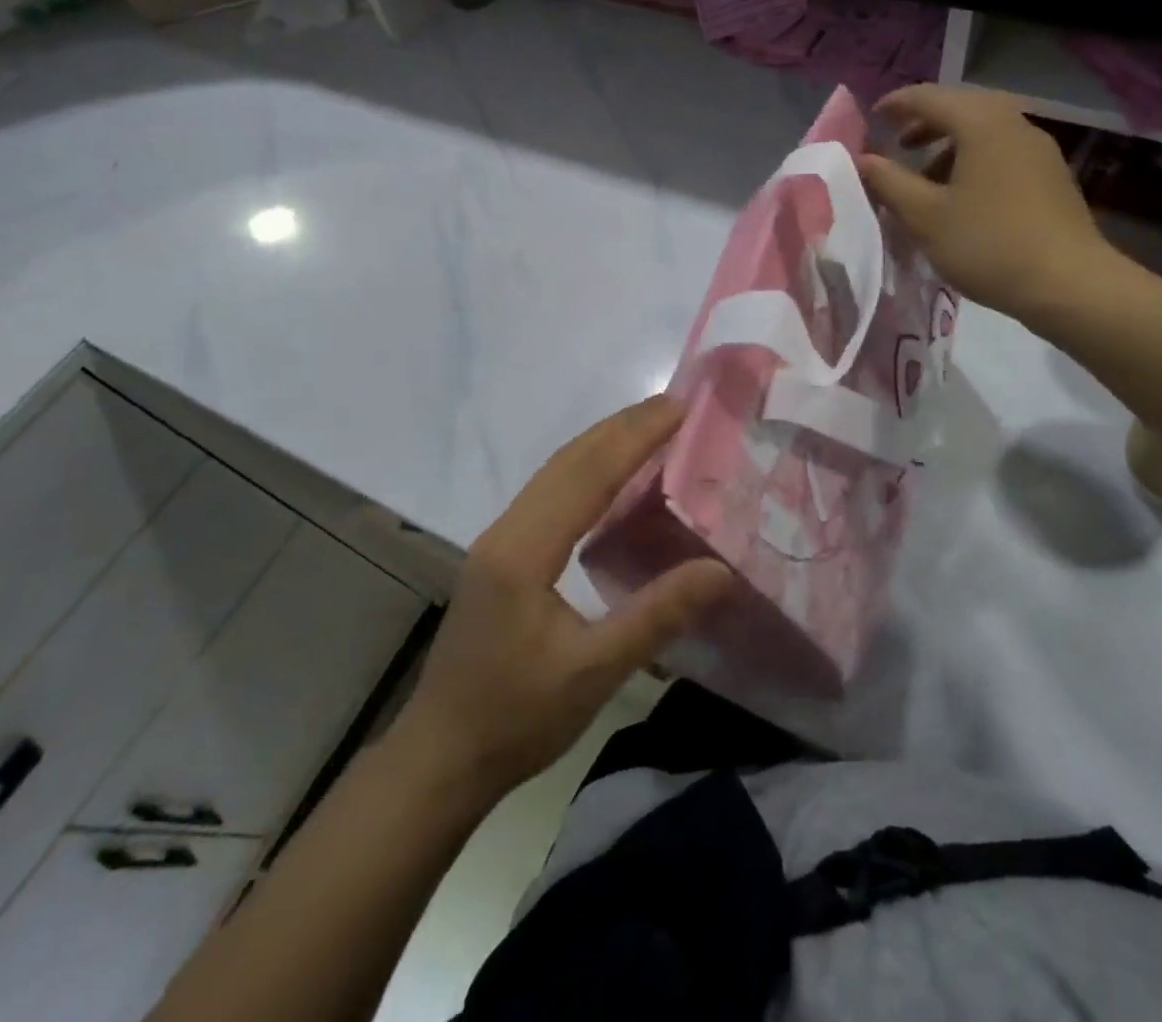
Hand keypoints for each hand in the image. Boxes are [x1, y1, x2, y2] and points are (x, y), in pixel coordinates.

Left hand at [387, 396, 732, 803]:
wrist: (440, 756)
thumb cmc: (516, 719)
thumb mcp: (594, 673)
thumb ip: (656, 616)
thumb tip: (721, 571)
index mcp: (524, 551)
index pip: (587, 476)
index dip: (634, 438)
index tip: (677, 409)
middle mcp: (506, 532)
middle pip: (567, 462)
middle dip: (620, 428)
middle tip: (672, 406)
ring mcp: (497, 542)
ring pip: (554, 474)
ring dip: (601, 444)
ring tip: (648, 427)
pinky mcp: (499, 556)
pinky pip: (547, 495)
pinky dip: (585, 472)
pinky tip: (609, 479)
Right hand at [858, 84, 1125, 322]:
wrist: (1068, 283)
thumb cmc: (987, 244)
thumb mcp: (925, 216)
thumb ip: (889, 182)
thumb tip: (862, 160)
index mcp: (981, 124)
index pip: (929, 97)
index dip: (895, 105)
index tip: (871, 119)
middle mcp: (1013, 123)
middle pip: (961, 107)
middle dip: (924, 122)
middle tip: (896, 144)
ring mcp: (1038, 149)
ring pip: (983, 130)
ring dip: (948, 143)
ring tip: (923, 175)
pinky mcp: (1050, 175)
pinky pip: (1002, 150)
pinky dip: (973, 158)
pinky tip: (960, 194)